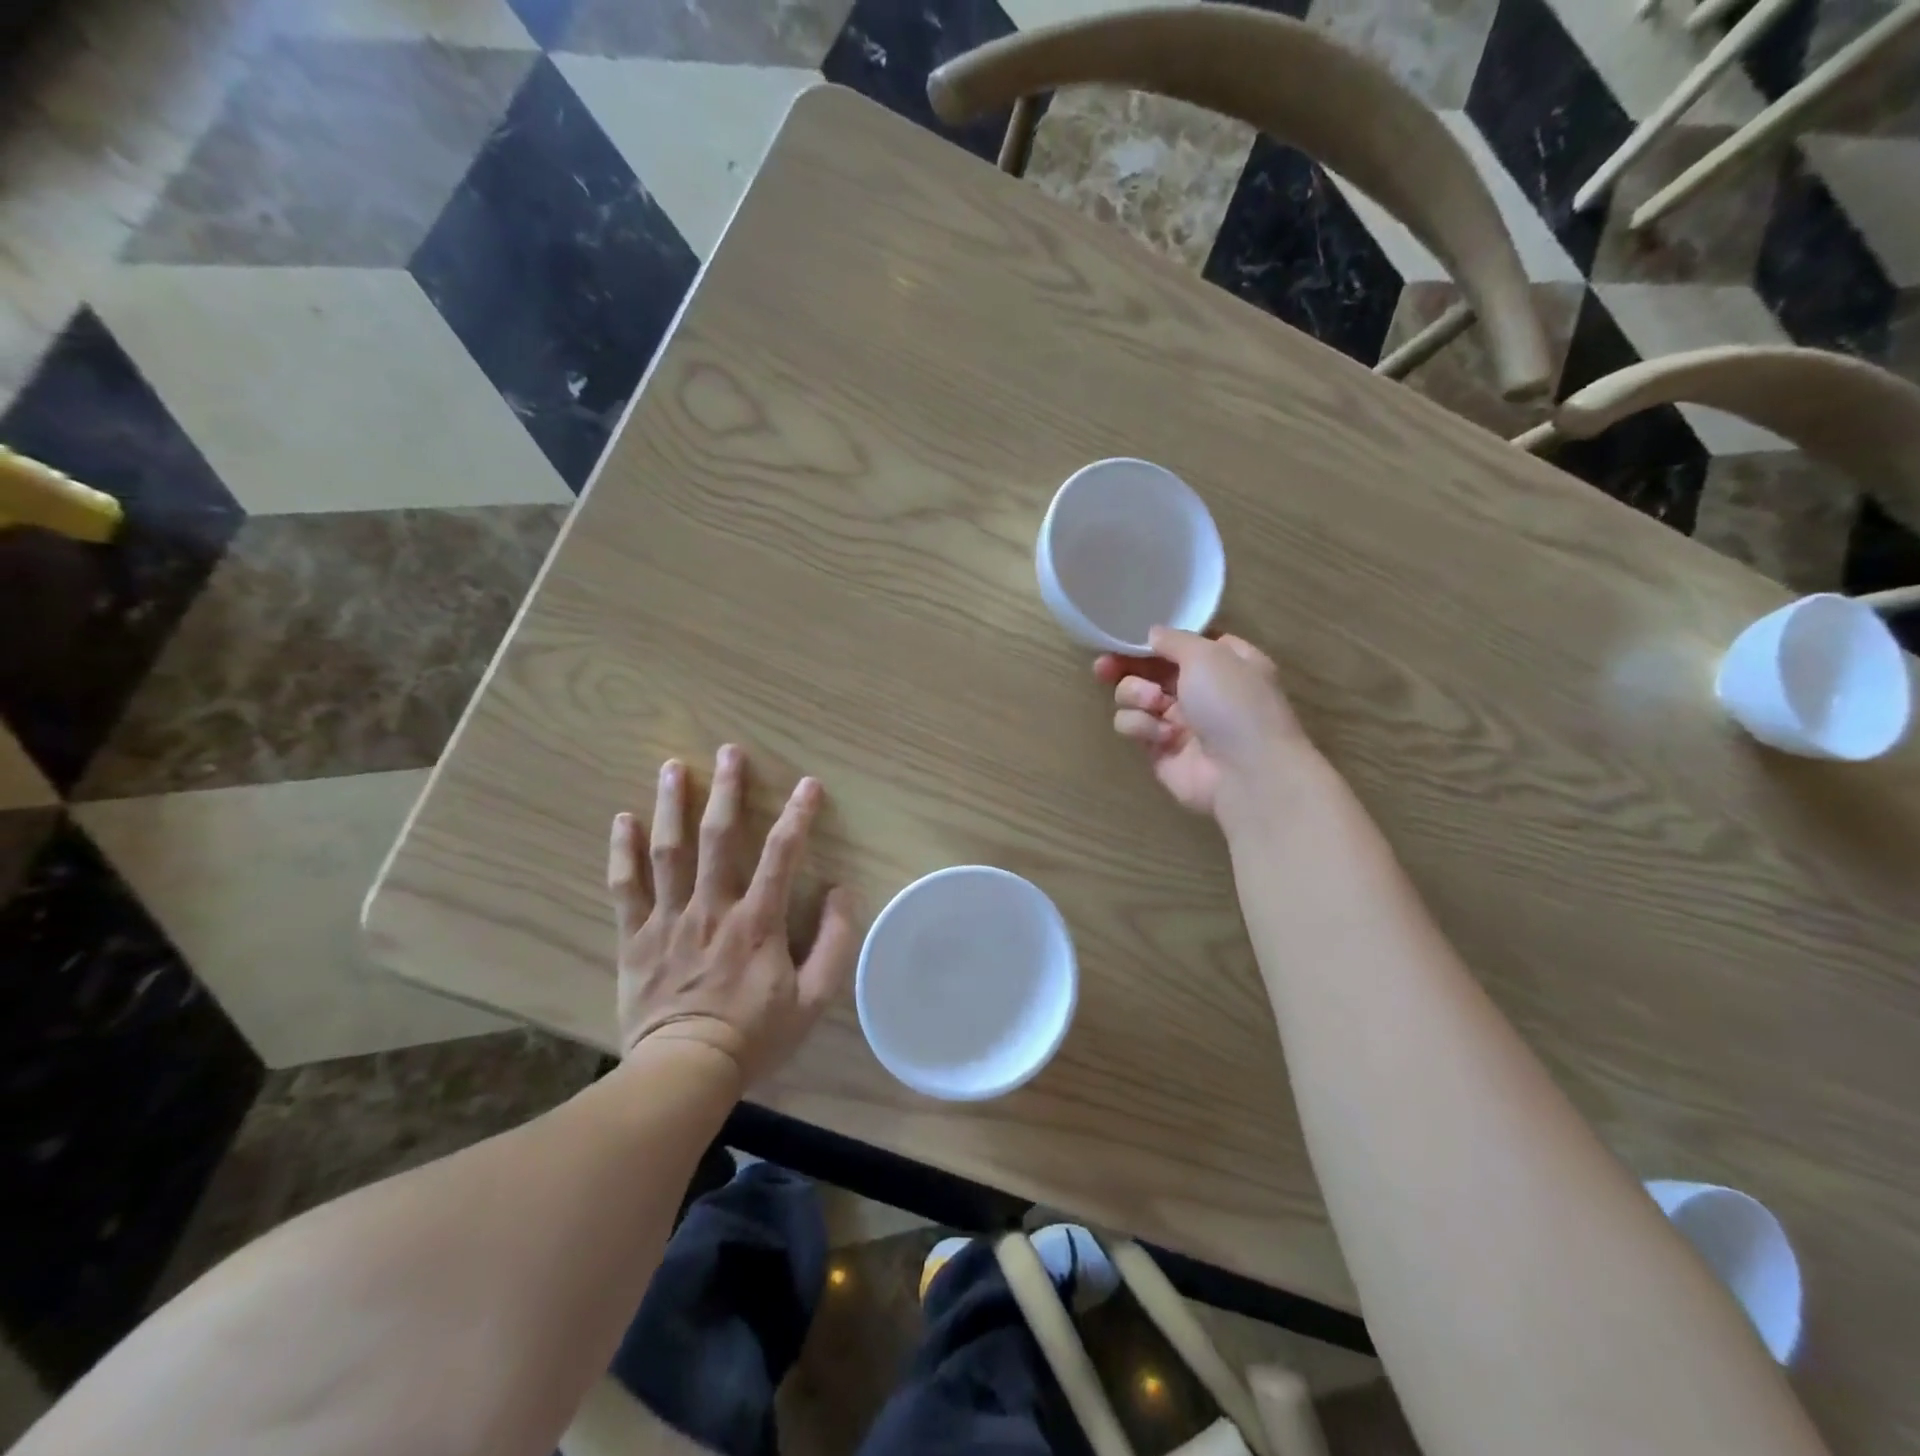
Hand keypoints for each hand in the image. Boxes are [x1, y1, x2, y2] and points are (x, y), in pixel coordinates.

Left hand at [607, 744, 859, 1084]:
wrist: (683, 1072)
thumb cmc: (754, 1035)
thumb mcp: (814, 999)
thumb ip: (835, 943)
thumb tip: (841, 892)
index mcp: (757, 922)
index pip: (783, 854)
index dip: (798, 815)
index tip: (808, 784)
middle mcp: (712, 909)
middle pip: (719, 838)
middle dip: (727, 790)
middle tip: (730, 751)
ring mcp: (669, 920)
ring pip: (669, 852)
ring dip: (672, 806)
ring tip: (674, 767)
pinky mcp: (635, 937)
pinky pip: (625, 887)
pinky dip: (623, 851)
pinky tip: (623, 819)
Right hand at [1095, 627, 1310, 818]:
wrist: (1246, 773)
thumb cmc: (1234, 704)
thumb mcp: (1208, 655)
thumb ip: (1174, 640)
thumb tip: (1152, 634)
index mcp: (1222, 662)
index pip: (1178, 644)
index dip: (1151, 641)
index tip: (1125, 638)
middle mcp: (1199, 690)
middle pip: (1149, 670)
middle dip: (1125, 667)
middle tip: (1104, 667)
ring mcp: (1178, 721)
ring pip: (1133, 697)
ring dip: (1136, 695)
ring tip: (1154, 705)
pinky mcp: (1159, 750)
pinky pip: (1133, 727)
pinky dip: (1142, 727)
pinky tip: (1163, 737)